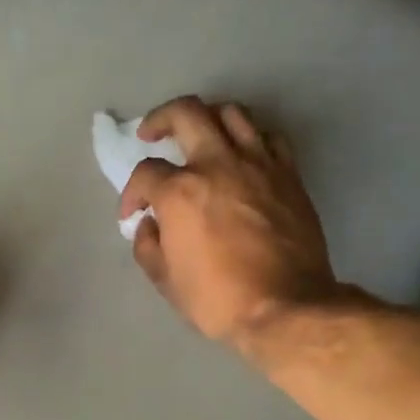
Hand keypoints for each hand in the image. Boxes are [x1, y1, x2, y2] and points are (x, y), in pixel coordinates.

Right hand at [121, 96, 338, 353]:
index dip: (131, 193)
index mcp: (180, 192)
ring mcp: (258, 164)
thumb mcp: (165, 280)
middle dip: (160, 119)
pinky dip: (248, 137)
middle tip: (151, 134)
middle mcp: (218, 164)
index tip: (132, 213)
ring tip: (199, 135)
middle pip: (186, 113)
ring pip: (231, 113)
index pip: (145, 173)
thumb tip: (150, 224)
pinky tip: (240, 154)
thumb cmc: (217, 299)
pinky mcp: (288, 173)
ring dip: (207, 118)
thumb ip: (148, 245)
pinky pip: (267, 136)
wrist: (285, 306)